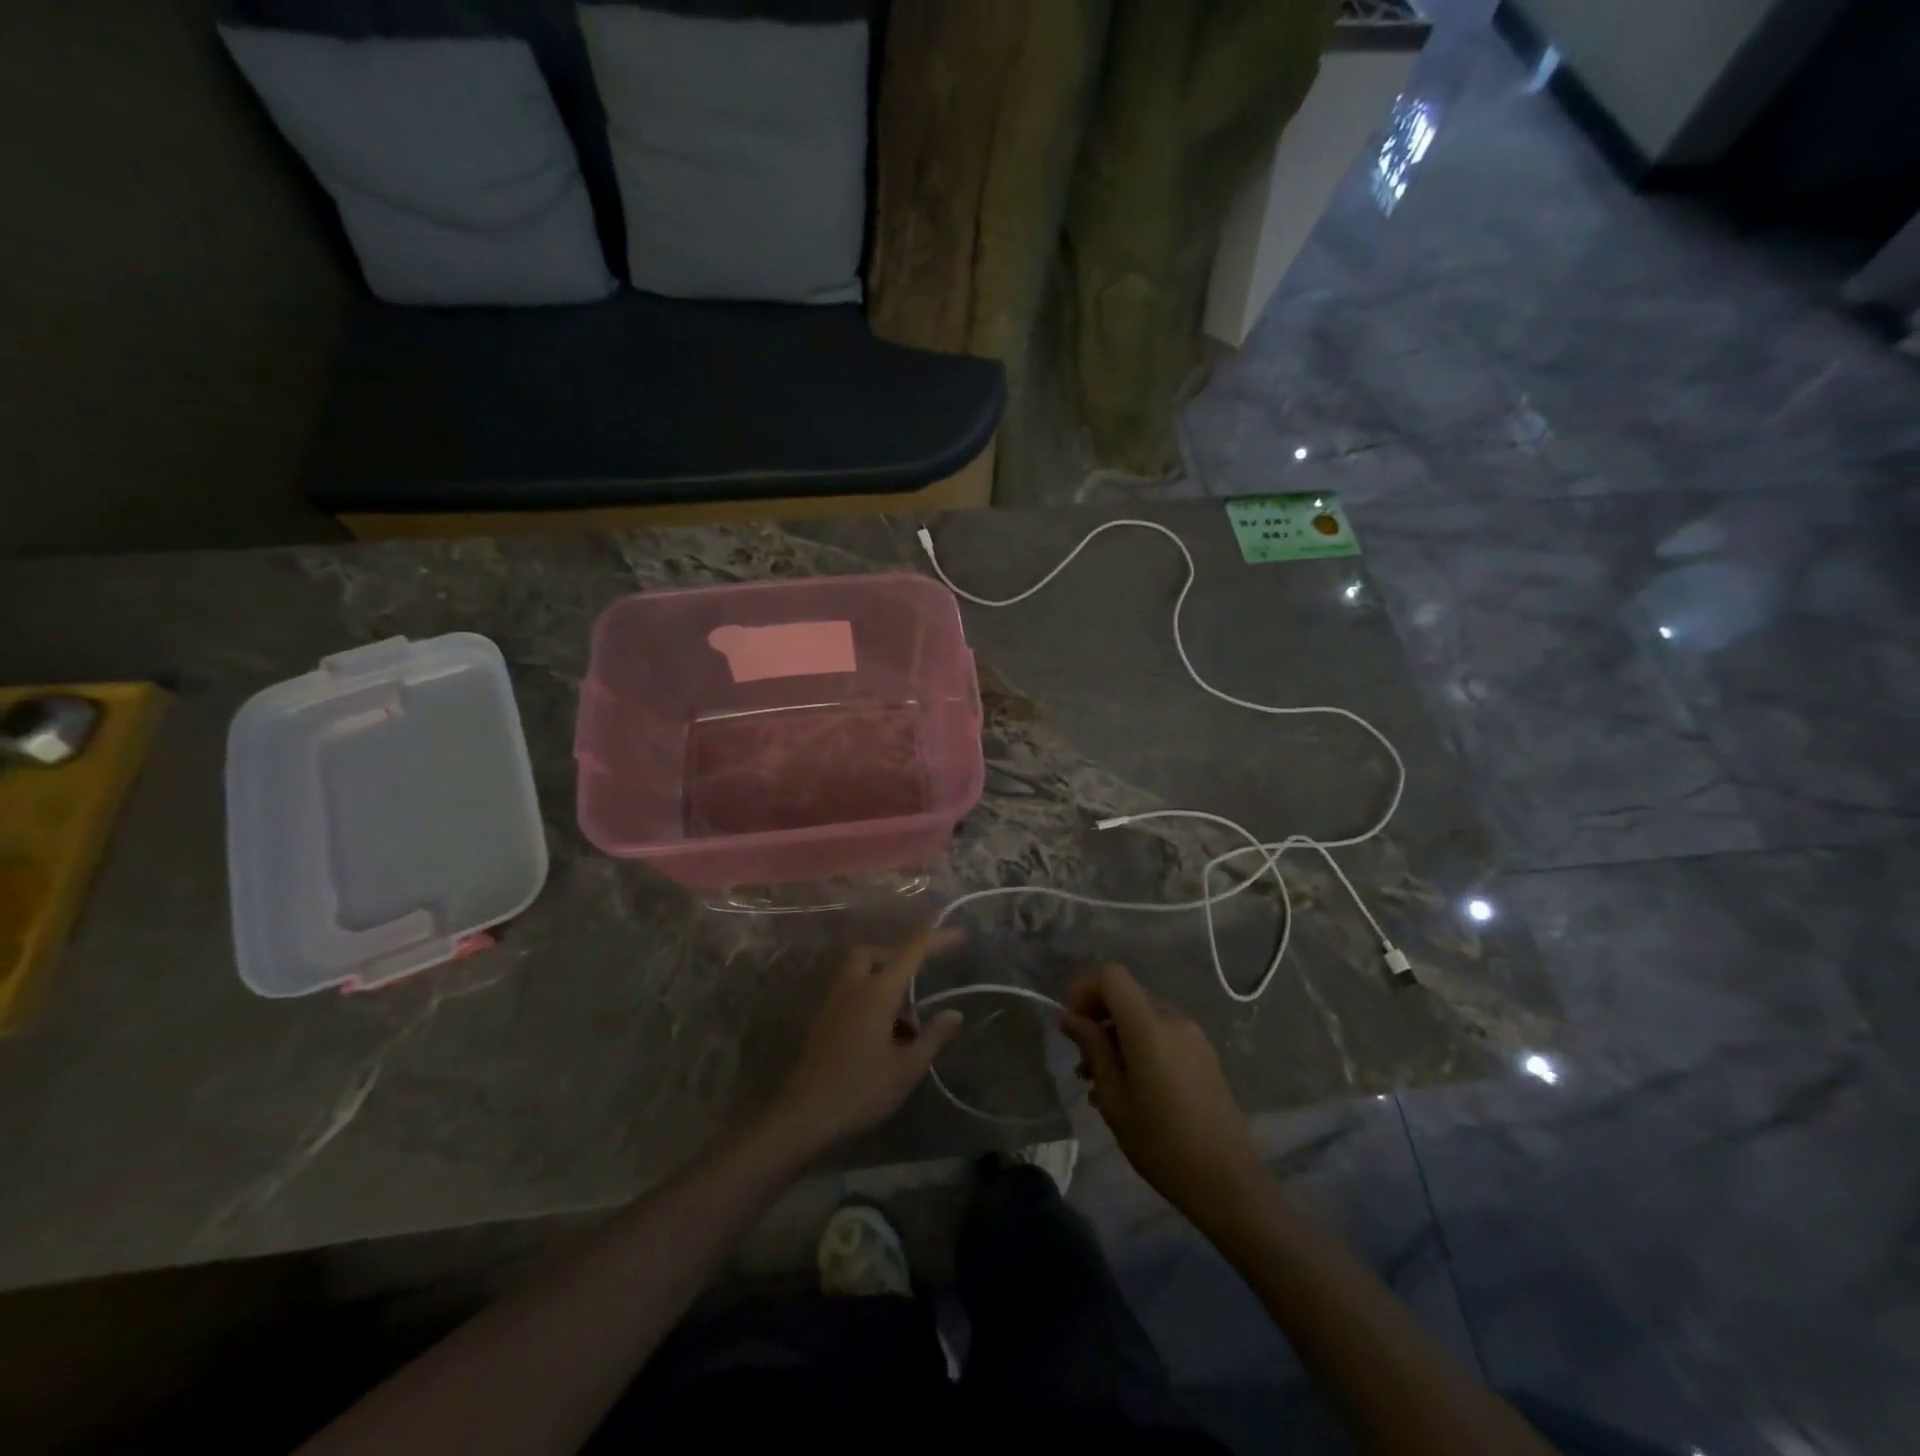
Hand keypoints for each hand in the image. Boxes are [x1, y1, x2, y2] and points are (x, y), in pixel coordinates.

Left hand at [771, 928, 965, 1155]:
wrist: (804, 1116)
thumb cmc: (861, 1089)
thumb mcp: (907, 1068)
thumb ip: (933, 1037)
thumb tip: (955, 1014)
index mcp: (877, 992)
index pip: (911, 951)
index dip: (937, 939)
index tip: (960, 936)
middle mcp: (853, 988)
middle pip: (872, 953)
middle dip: (897, 959)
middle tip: (917, 987)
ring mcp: (833, 1004)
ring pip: (859, 973)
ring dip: (883, 983)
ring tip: (904, 1025)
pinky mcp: (823, 1022)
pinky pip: (850, 994)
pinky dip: (870, 1000)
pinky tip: (883, 1038)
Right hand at [1060, 963, 1261, 1211]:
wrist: (1228, 1182)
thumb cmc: (1162, 1144)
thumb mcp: (1115, 1100)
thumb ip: (1093, 1050)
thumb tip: (1071, 1018)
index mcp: (1149, 1027)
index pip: (1111, 975)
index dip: (1085, 988)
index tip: (1072, 1023)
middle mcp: (1173, 1020)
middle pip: (1126, 995)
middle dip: (1098, 1017)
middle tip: (1082, 1062)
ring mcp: (1193, 1036)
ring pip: (1143, 1016)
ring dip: (1117, 1035)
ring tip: (1101, 1082)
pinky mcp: (1204, 1054)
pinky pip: (1163, 1034)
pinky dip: (1139, 1046)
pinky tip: (1131, 1087)